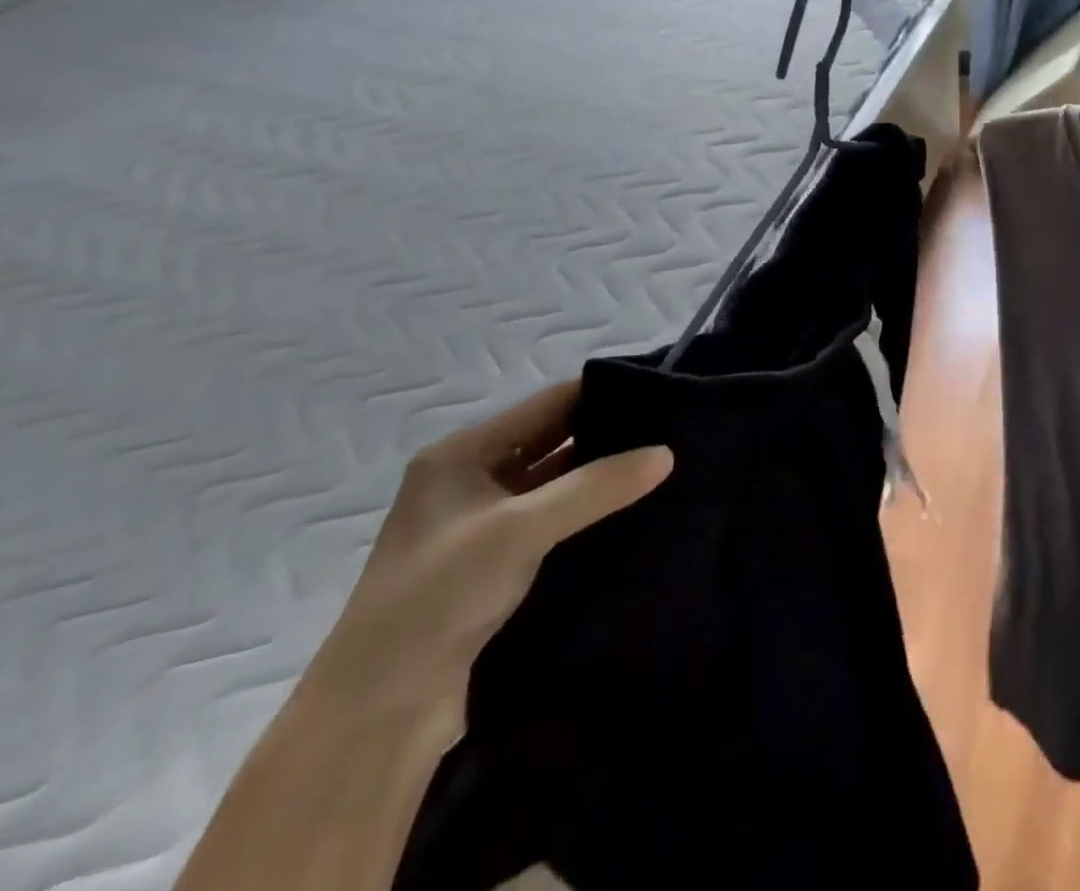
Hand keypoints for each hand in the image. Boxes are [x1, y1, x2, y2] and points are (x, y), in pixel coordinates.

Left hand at [300, 380, 672, 744]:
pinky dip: (592, 514)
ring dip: (603, 477)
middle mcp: (470, 481)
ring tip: (667, 465)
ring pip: (558, 483)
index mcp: (460, 455)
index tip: (662, 391)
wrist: (375, 718)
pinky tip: (637, 511)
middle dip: (609, 434)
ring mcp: (483, 525)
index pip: (547, 403)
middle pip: (554, 440)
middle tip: (673, 430)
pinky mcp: (498, 566)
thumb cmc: (437, 598)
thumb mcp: (520, 529)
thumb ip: (596, 486)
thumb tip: (668, 452)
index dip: (601, 393)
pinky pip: (557, 522)